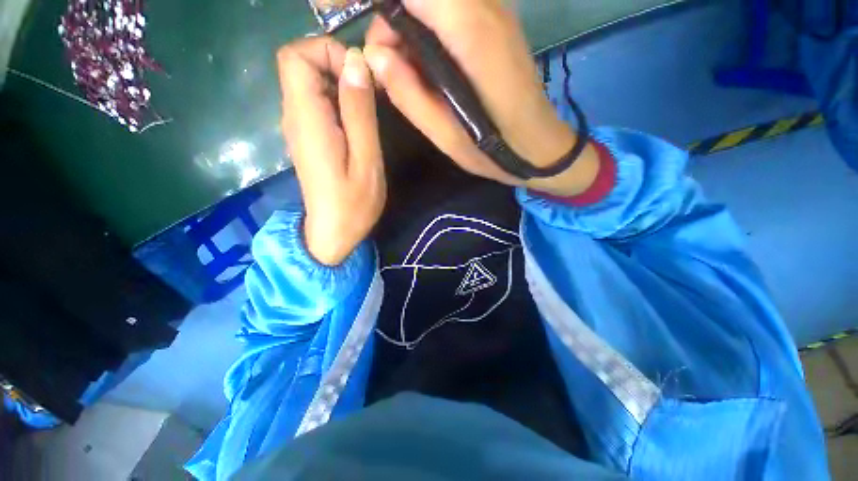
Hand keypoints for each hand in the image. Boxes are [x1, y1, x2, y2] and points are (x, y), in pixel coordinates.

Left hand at [277, 37, 385, 265]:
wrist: (333, 233)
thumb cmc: (353, 204)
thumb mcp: (365, 160)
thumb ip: (359, 112)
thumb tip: (356, 63)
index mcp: (307, 120)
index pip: (295, 57)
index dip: (327, 52)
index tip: (360, 76)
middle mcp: (294, 117)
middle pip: (300, 65)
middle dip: (338, 66)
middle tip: (371, 94)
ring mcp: (299, 128)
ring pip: (309, 83)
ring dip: (340, 84)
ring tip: (369, 109)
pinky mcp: (307, 138)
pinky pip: (316, 103)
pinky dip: (338, 100)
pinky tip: (358, 123)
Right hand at [363, 0, 599, 196]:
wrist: (539, 144)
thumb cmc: (494, 150)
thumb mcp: (447, 137)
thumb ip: (409, 95)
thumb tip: (375, 54)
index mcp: (471, 35)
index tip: (340, 16)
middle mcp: (484, 6)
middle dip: (389, 17)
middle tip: (387, 65)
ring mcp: (493, 8)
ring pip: (431, 0)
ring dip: (407, 25)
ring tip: (407, 73)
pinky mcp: (494, 19)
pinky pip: (447, 8)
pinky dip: (424, 26)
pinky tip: (427, 66)